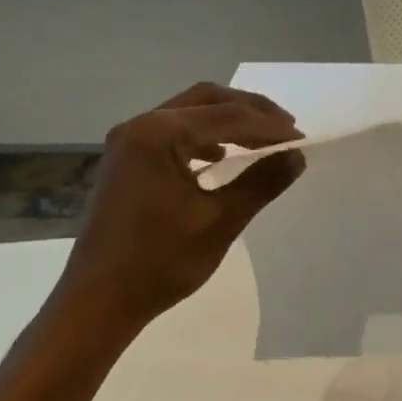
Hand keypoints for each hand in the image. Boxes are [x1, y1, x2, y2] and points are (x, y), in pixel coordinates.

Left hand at [54, 83, 304, 330]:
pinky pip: (171, 134)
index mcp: (158, 134)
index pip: (227, 116)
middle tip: (286, 127)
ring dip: (226, 122)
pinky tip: (220, 158)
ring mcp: (128, 142)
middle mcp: (139, 126)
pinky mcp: (125, 161)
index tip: (302, 139)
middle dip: (249, 110)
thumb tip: (296, 156)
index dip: (269, 126)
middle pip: (205, 100)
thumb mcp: (220, 221)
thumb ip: (261, 182)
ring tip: (262, 141)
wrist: (99, 299)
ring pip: (188, 114)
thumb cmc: (160, 262)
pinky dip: (202, 138)